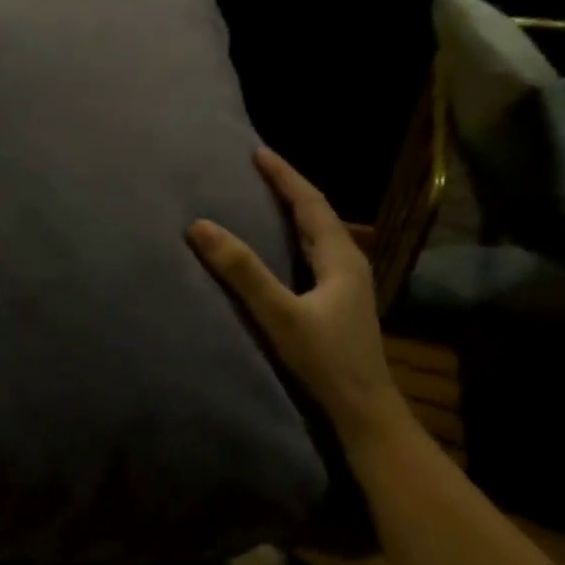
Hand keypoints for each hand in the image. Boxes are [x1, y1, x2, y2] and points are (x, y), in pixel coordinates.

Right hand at [188, 149, 405, 441]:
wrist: (363, 412)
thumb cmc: (325, 362)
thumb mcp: (280, 314)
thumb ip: (242, 271)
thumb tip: (201, 226)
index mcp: (340, 258)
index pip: (310, 202)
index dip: (284, 176)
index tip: (257, 152)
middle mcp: (347, 265)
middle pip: (317, 215)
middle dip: (288, 190)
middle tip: (256, 172)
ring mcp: (345, 288)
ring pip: (316, 237)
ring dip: (291, 215)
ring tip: (261, 202)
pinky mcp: (336, 306)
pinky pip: (311, 258)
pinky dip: (291, 241)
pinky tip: (276, 252)